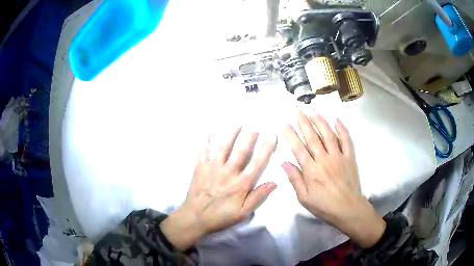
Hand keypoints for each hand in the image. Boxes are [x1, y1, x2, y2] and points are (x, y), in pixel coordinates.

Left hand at [161, 127, 277, 250]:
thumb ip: (258, 197)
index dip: (266, 148)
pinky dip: (205, 141)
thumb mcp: (243, 213)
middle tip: (256, 125)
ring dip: (231, 134)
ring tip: (237, 123)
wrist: (195, 218)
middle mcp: (228, 172)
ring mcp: (212, 168)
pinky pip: (202, 151)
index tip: (272, 135)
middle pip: (241, 151)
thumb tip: (274, 183)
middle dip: (249, 136)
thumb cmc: (221, 216)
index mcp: (241, 184)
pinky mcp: (200, 168)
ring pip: (223, 147)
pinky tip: (208, 130)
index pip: (257, 163)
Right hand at [282, 109, 385, 247]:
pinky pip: (346, 140)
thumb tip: (284, 163)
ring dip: (320, 120)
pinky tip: (337, 120)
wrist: (348, 209)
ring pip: (328, 134)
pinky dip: (342, 129)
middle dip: (302, 121)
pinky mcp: (349, 157)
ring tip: (312, 109)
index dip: (290, 134)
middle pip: (311, 136)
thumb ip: (295, 179)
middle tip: (296, 108)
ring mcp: (338, 157)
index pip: (298, 148)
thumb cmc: (324, 206)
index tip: (283, 123)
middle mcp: (324, 159)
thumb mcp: (304, 198)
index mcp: (311, 170)